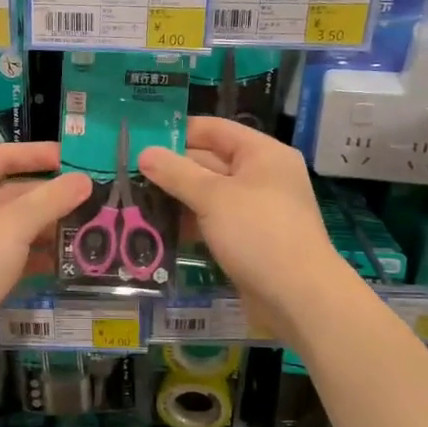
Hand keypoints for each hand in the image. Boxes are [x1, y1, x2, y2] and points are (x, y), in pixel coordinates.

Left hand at [0, 143, 91, 366]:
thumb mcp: (13, 225)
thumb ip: (51, 200)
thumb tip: (84, 180)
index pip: (1, 157)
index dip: (36, 155)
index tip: (72, 159)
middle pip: (10, 194)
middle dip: (49, 198)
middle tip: (90, 201)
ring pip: (13, 228)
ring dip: (46, 229)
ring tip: (87, 231)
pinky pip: (11, 256)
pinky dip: (35, 257)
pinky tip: (65, 262)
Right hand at [138, 116, 353, 341]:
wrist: (299, 297)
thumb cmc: (258, 234)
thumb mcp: (213, 198)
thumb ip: (176, 173)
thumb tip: (144, 152)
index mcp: (262, 153)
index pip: (214, 129)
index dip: (178, 132)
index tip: (140, 140)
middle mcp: (262, 176)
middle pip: (209, 161)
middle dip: (172, 168)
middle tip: (128, 174)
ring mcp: (256, 209)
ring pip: (209, 194)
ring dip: (177, 198)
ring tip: (136, 200)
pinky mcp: (249, 239)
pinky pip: (214, 221)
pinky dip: (190, 222)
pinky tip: (159, 228)